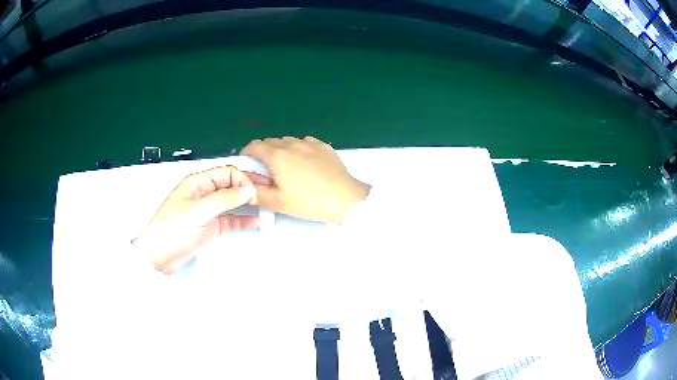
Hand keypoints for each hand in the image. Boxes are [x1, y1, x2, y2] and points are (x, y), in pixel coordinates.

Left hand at [133, 166, 270, 272]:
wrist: (159, 256)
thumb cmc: (174, 229)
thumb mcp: (198, 211)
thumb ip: (224, 199)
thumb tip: (250, 190)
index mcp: (199, 182)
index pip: (227, 172)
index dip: (243, 179)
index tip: (256, 192)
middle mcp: (205, 193)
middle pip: (231, 186)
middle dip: (249, 189)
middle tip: (269, 196)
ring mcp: (209, 211)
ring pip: (233, 203)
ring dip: (248, 205)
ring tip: (267, 209)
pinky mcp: (211, 226)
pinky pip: (231, 219)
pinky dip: (243, 220)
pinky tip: (257, 222)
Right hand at [242, 136, 369, 223]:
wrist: (345, 199)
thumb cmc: (309, 202)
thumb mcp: (278, 203)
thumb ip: (257, 193)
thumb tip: (247, 187)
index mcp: (277, 156)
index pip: (254, 146)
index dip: (247, 155)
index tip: (248, 166)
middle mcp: (292, 144)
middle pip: (270, 142)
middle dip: (264, 154)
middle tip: (268, 173)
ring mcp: (310, 143)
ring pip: (288, 142)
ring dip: (282, 152)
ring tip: (289, 170)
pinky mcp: (324, 146)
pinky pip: (305, 143)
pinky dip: (299, 151)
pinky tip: (306, 166)